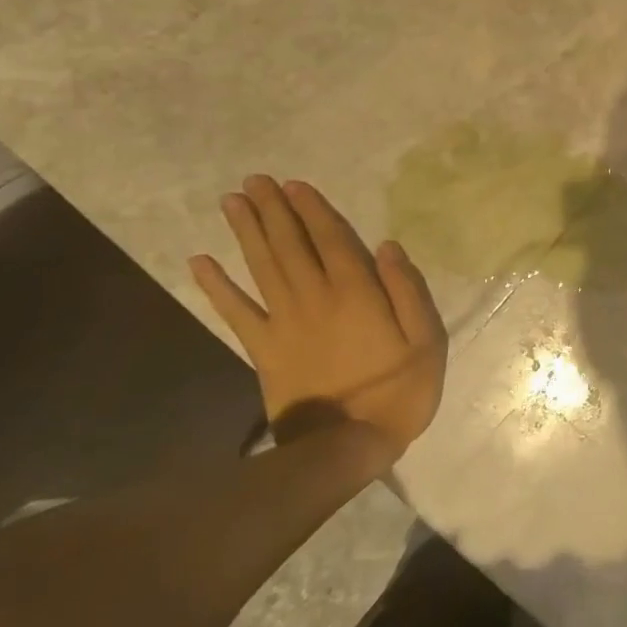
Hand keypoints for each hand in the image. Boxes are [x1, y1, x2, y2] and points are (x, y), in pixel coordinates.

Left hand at [191, 175, 445, 460]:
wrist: (346, 446)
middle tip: (254, 180)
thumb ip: (408, 290)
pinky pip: (235, 312)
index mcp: (356, 293)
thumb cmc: (398, 391)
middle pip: (289, 245)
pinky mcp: (263, 350)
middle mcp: (314, 298)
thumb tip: (387, 247)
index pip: (331, 240)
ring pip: (262, 267)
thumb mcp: (426, 340)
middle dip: (273, 210)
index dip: (312, 210)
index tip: (294, 184)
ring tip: (232, 201)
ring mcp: (283, 323)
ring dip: (246, 232)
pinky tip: (200, 262)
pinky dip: (217, 286)